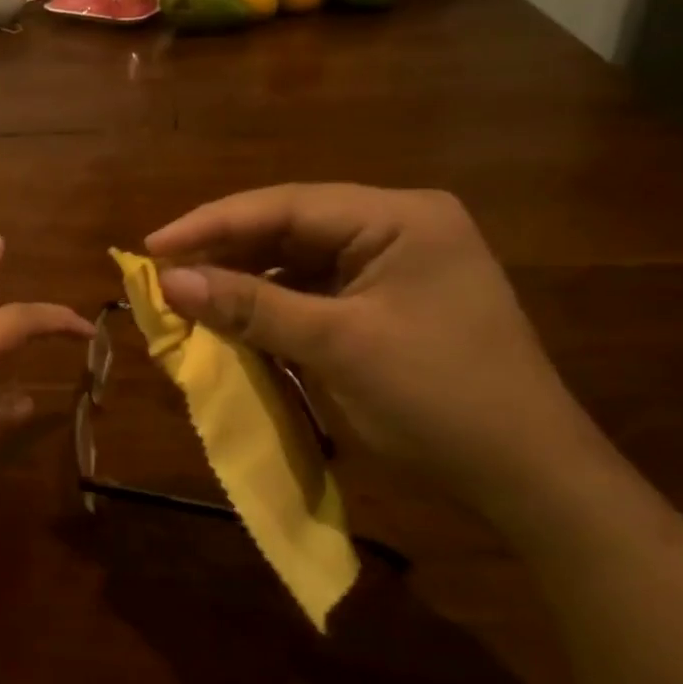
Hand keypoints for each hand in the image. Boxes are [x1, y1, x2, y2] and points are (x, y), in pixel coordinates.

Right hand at [146, 184, 610, 516]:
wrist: (529, 478)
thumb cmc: (439, 399)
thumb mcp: (337, 346)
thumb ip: (251, 306)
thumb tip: (168, 282)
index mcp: (399, 216)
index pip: (287, 205)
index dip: (213, 224)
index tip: (153, 246)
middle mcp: (396, 227)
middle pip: (290, 228)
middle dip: (226, 253)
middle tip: (162, 274)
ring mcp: (392, 266)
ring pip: (297, 262)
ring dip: (245, 282)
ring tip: (187, 297)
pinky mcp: (385, 304)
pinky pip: (314, 293)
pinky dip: (272, 308)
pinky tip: (235, 320)